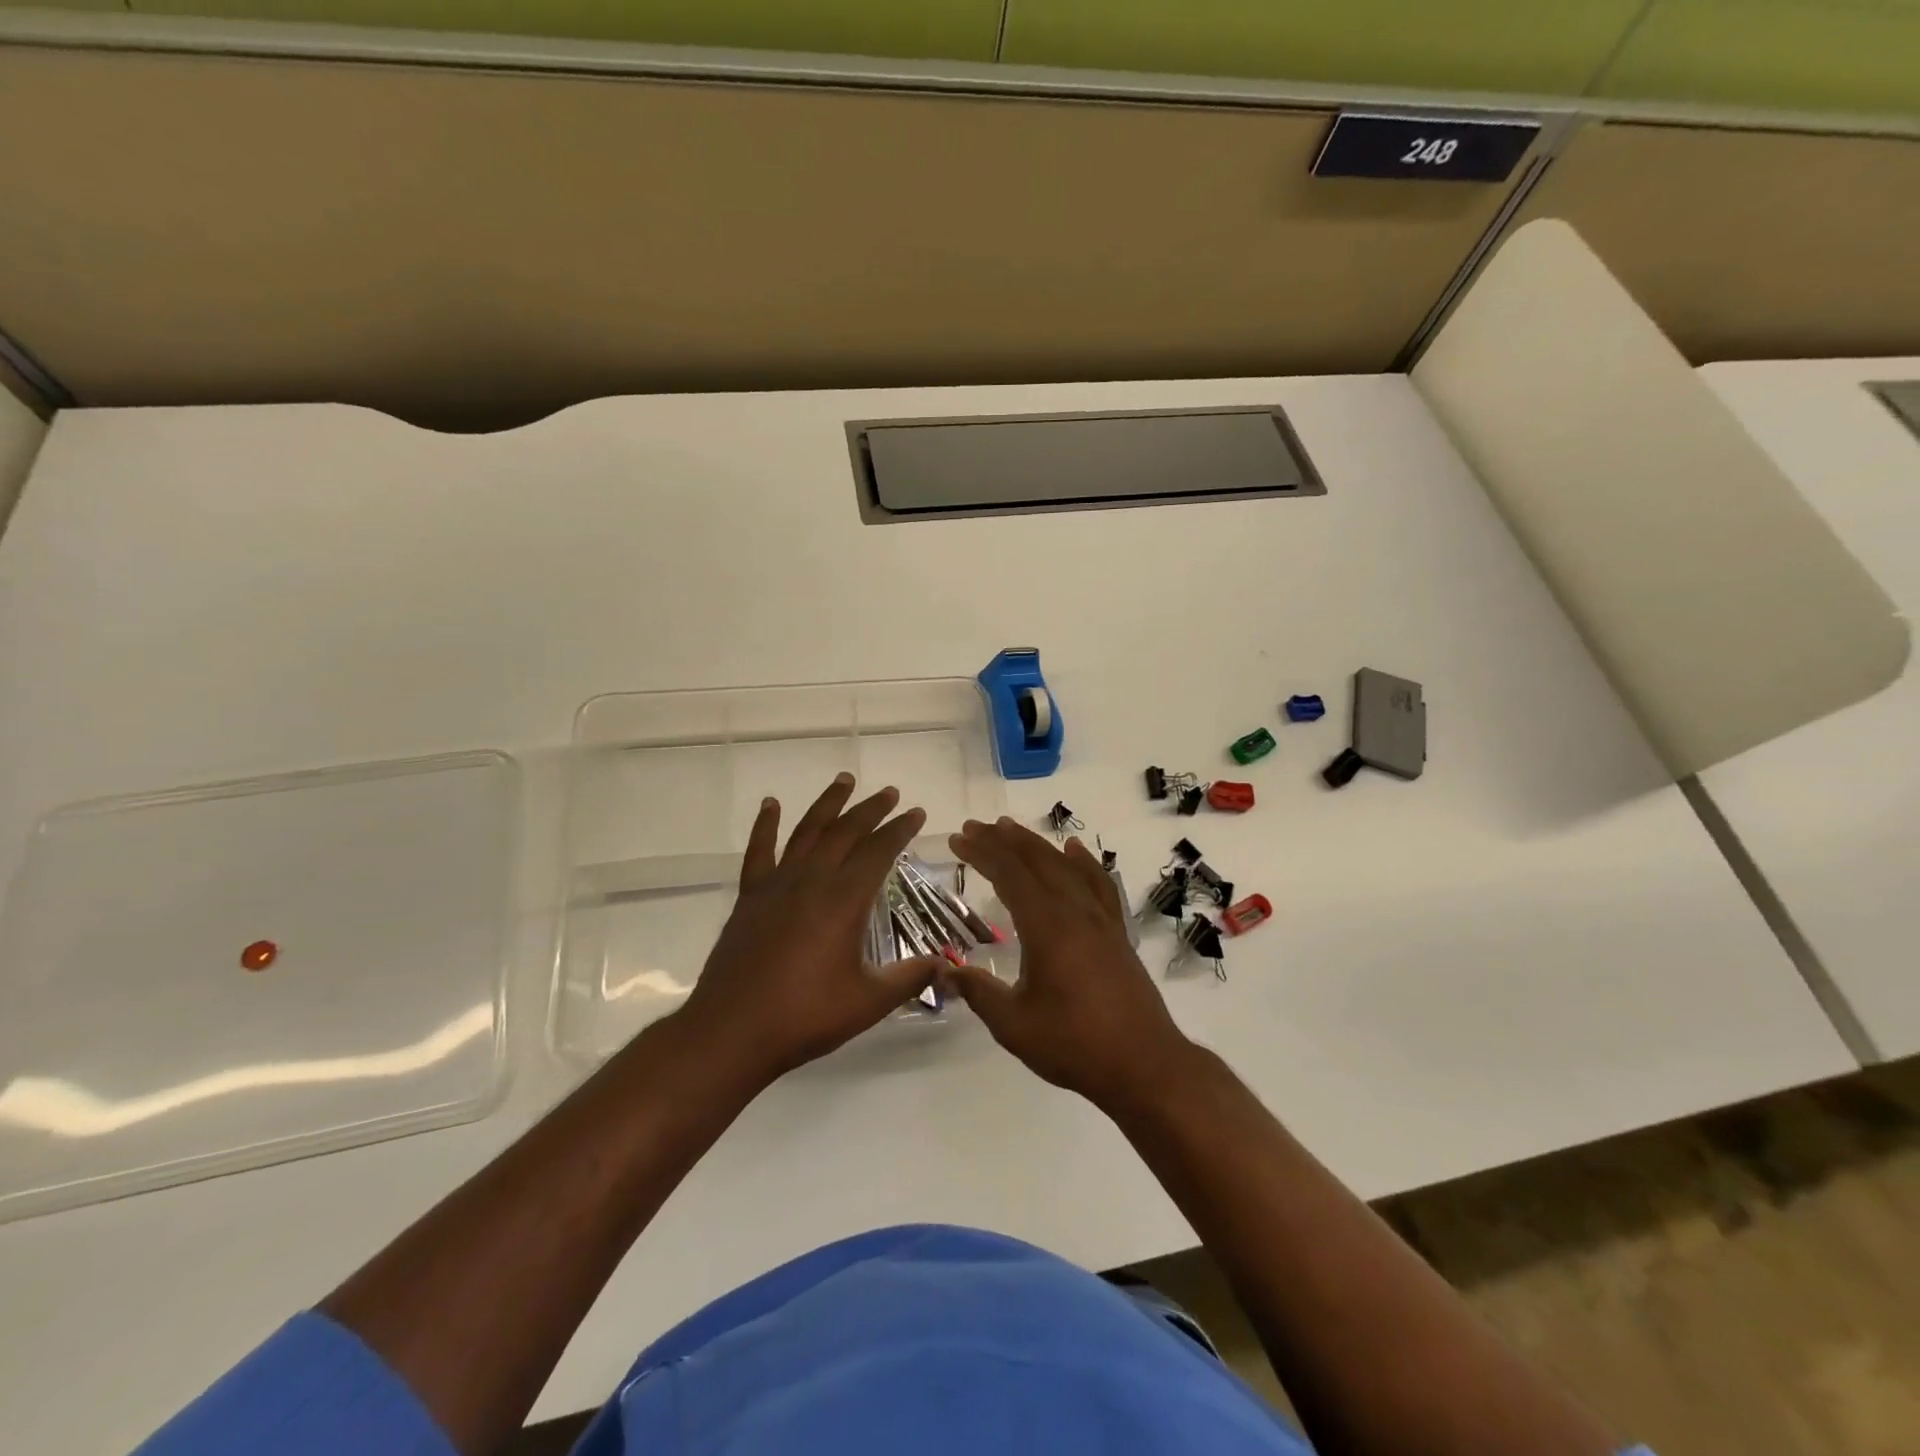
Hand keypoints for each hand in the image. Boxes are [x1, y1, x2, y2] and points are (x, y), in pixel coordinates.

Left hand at [671, 773, 943, 1086]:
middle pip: (846, 832)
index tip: (916, 812)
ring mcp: (777, 884)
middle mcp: (812, 880)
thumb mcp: (868, 1002)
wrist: (733, 1030)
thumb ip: (909, 978)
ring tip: (844, 780)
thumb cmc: (805, 1016)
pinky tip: (770, 805)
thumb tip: (947, 964)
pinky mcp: (750, 896)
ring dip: (828, 804)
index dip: (900, 829)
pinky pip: (759, 850)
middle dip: (871, 809)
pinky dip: (765, 825)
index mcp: (844, 900)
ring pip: (807, 831)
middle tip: (889, 792)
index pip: (879, 852)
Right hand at [945, 817, 1198, 1111]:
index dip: (981, 852)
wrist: (1144, 1065)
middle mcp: (1074, 910)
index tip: (958, 838)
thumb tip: (944, 973)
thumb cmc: (1075, 1044)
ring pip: (1065, 866)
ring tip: (1011, 830)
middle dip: (1003, 840)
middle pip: (1036, 860)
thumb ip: (978, 992)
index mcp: (1046, 926)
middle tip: (975, 827)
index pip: (1009, 874)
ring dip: (1036, 845)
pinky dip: (1084, 862)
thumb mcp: (1014, 1025)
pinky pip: (1098, 884)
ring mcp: (1100, 919)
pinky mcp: (1116, 932)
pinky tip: (1075, 851)